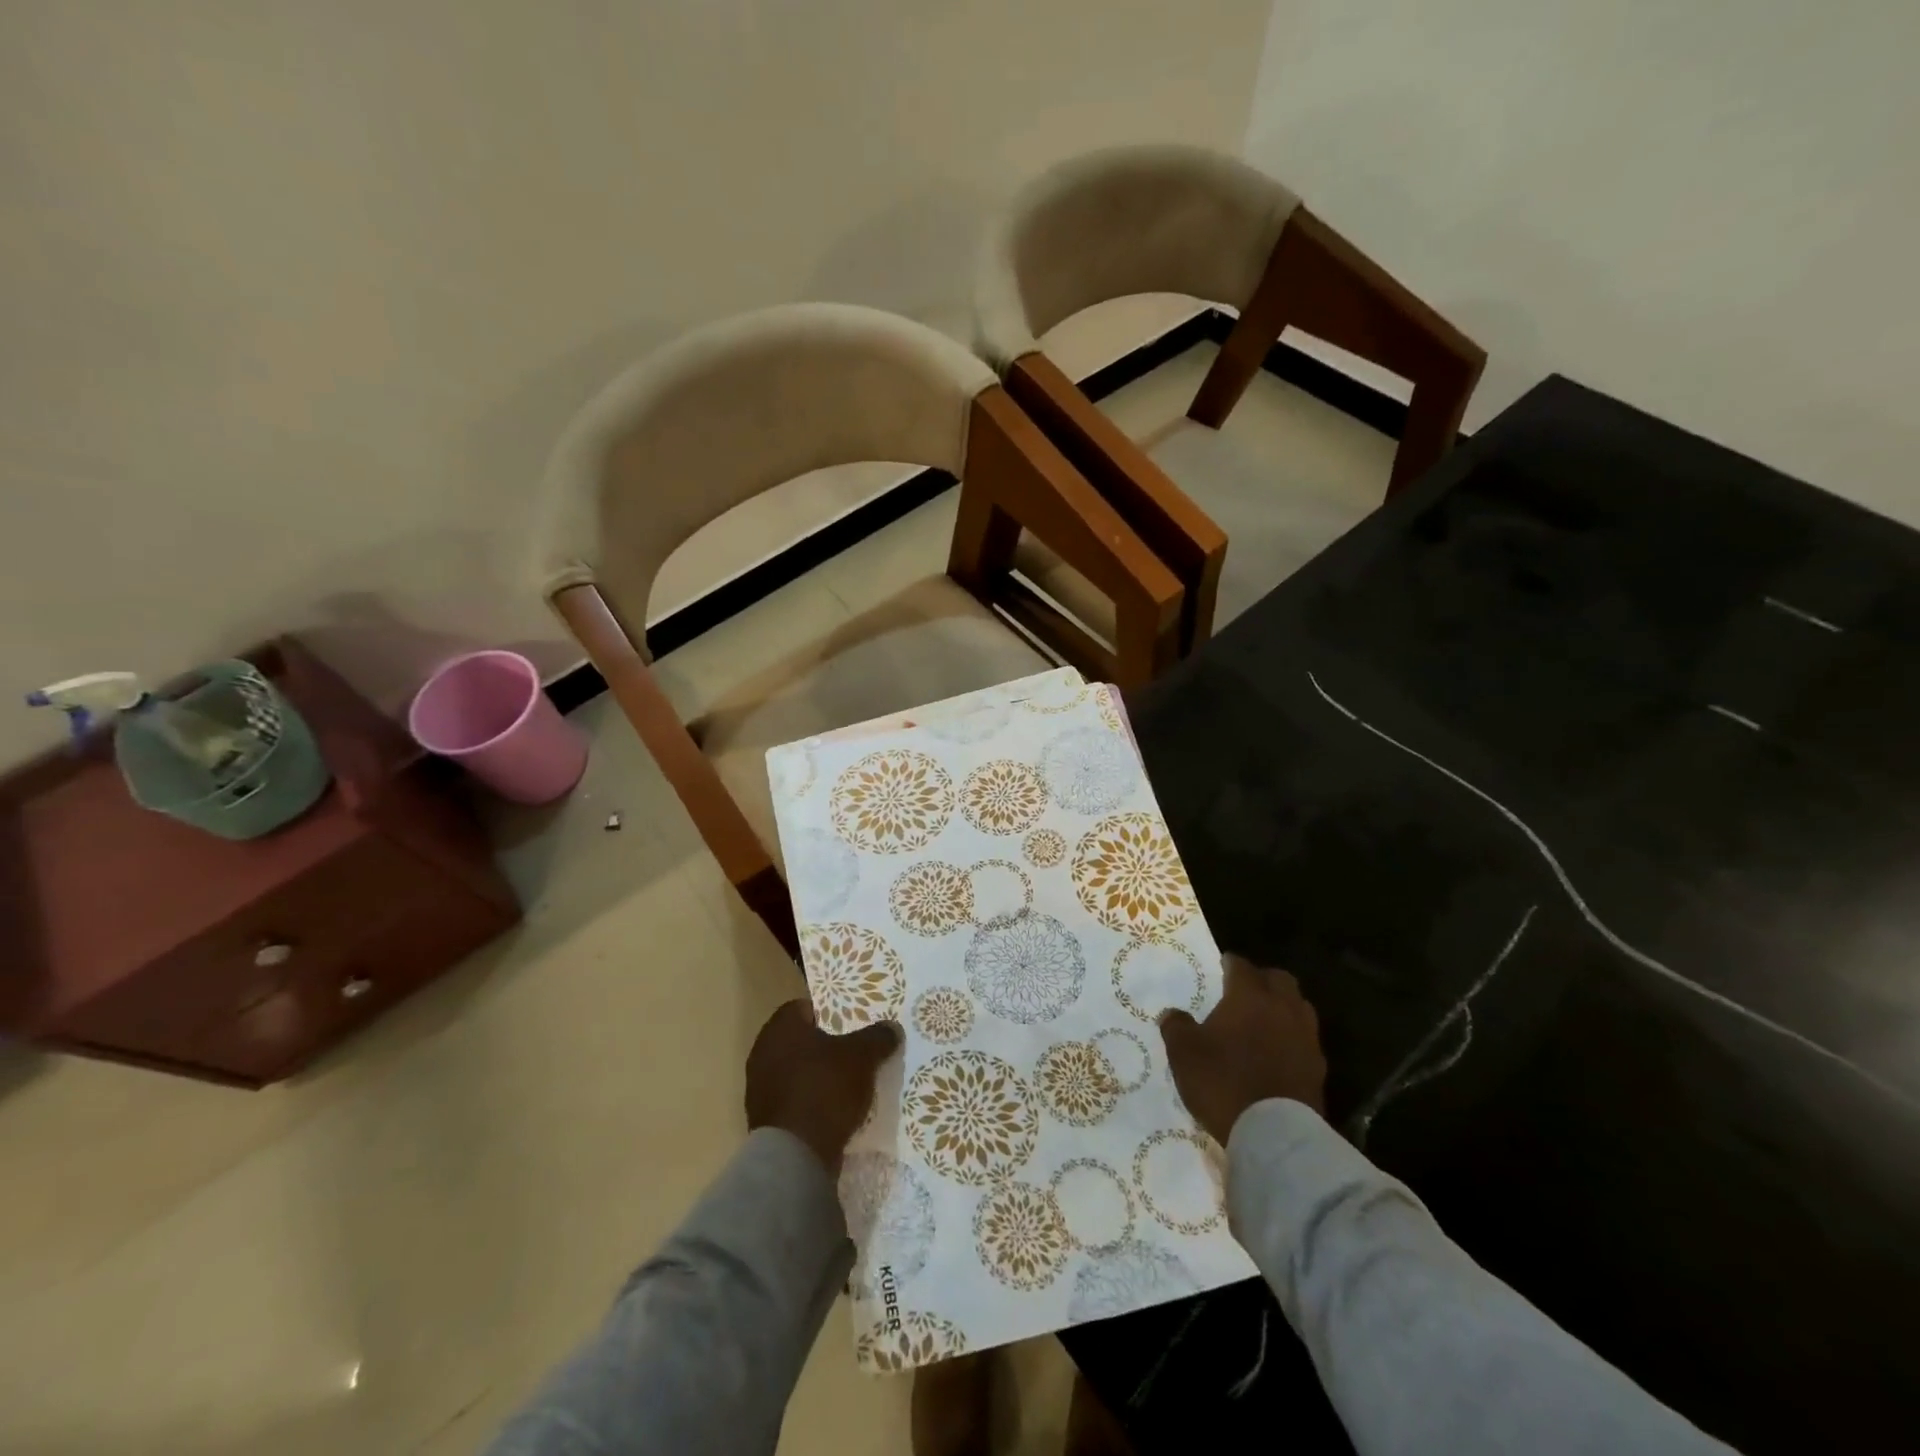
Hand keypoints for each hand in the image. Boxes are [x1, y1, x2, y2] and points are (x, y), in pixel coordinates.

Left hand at [745, 999, 899, 1172]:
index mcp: (781, 1027)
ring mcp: (759, 1087)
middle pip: (800, 1040)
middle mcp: (763, 1051)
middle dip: (824, 1046)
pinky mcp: (763, 1119)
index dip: (828, 1013)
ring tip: (846, 1084)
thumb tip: (891, 1028)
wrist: (795, 1156)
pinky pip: (792, 1099)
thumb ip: (877, 1037)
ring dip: (816, 1075)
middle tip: (853, 1052)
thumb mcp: (862, 1057)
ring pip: (795, 1071)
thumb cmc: (825, 1089)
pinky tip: (832, 1111)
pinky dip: (809, 1101)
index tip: (850, 1025)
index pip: (804, 1007)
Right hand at [1159, 955, 1326, 1143]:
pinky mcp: (1318, 1067)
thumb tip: (1173, 1014)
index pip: (1241, 966)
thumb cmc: (1223, 1082)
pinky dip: (1292, 1037)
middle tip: (1244, 991)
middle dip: (1262, 979)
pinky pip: (1305, 1038)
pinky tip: (1277, 1052)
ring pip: (1298, 1006)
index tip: (1221, 966)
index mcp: (1249, 997)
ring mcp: (1305, 1037)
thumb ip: (1176, 1027)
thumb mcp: (1184, 1053)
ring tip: (1264, 1021)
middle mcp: (1282, 1008)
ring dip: (1282, 1007)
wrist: (1275, 1135)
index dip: (1229, 963)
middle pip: (1279, 979)